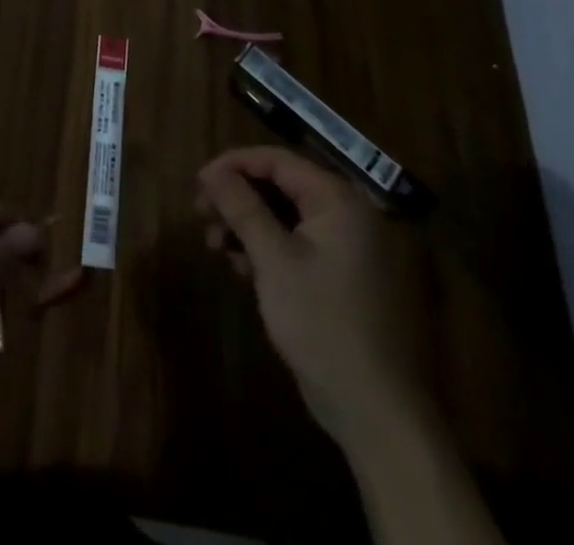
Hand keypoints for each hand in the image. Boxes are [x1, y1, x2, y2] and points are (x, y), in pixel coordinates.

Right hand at [197, 147, 426, 446]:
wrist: (375, 411)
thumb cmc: (321, 322)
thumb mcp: (273, 259)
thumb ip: (241, 207)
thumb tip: (212, 172)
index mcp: (338, 200)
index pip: (277, 161)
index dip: (233, 165)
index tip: (198, 181)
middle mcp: (348, 215)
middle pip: (281, 187)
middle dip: (238, 197)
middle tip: (200, 213)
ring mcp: (349, 249)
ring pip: (286, 217)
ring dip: (247, 225)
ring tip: (214, 245)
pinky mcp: (343, 278)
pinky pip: (298, 245)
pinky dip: (268, 249)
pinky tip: (240, 267)